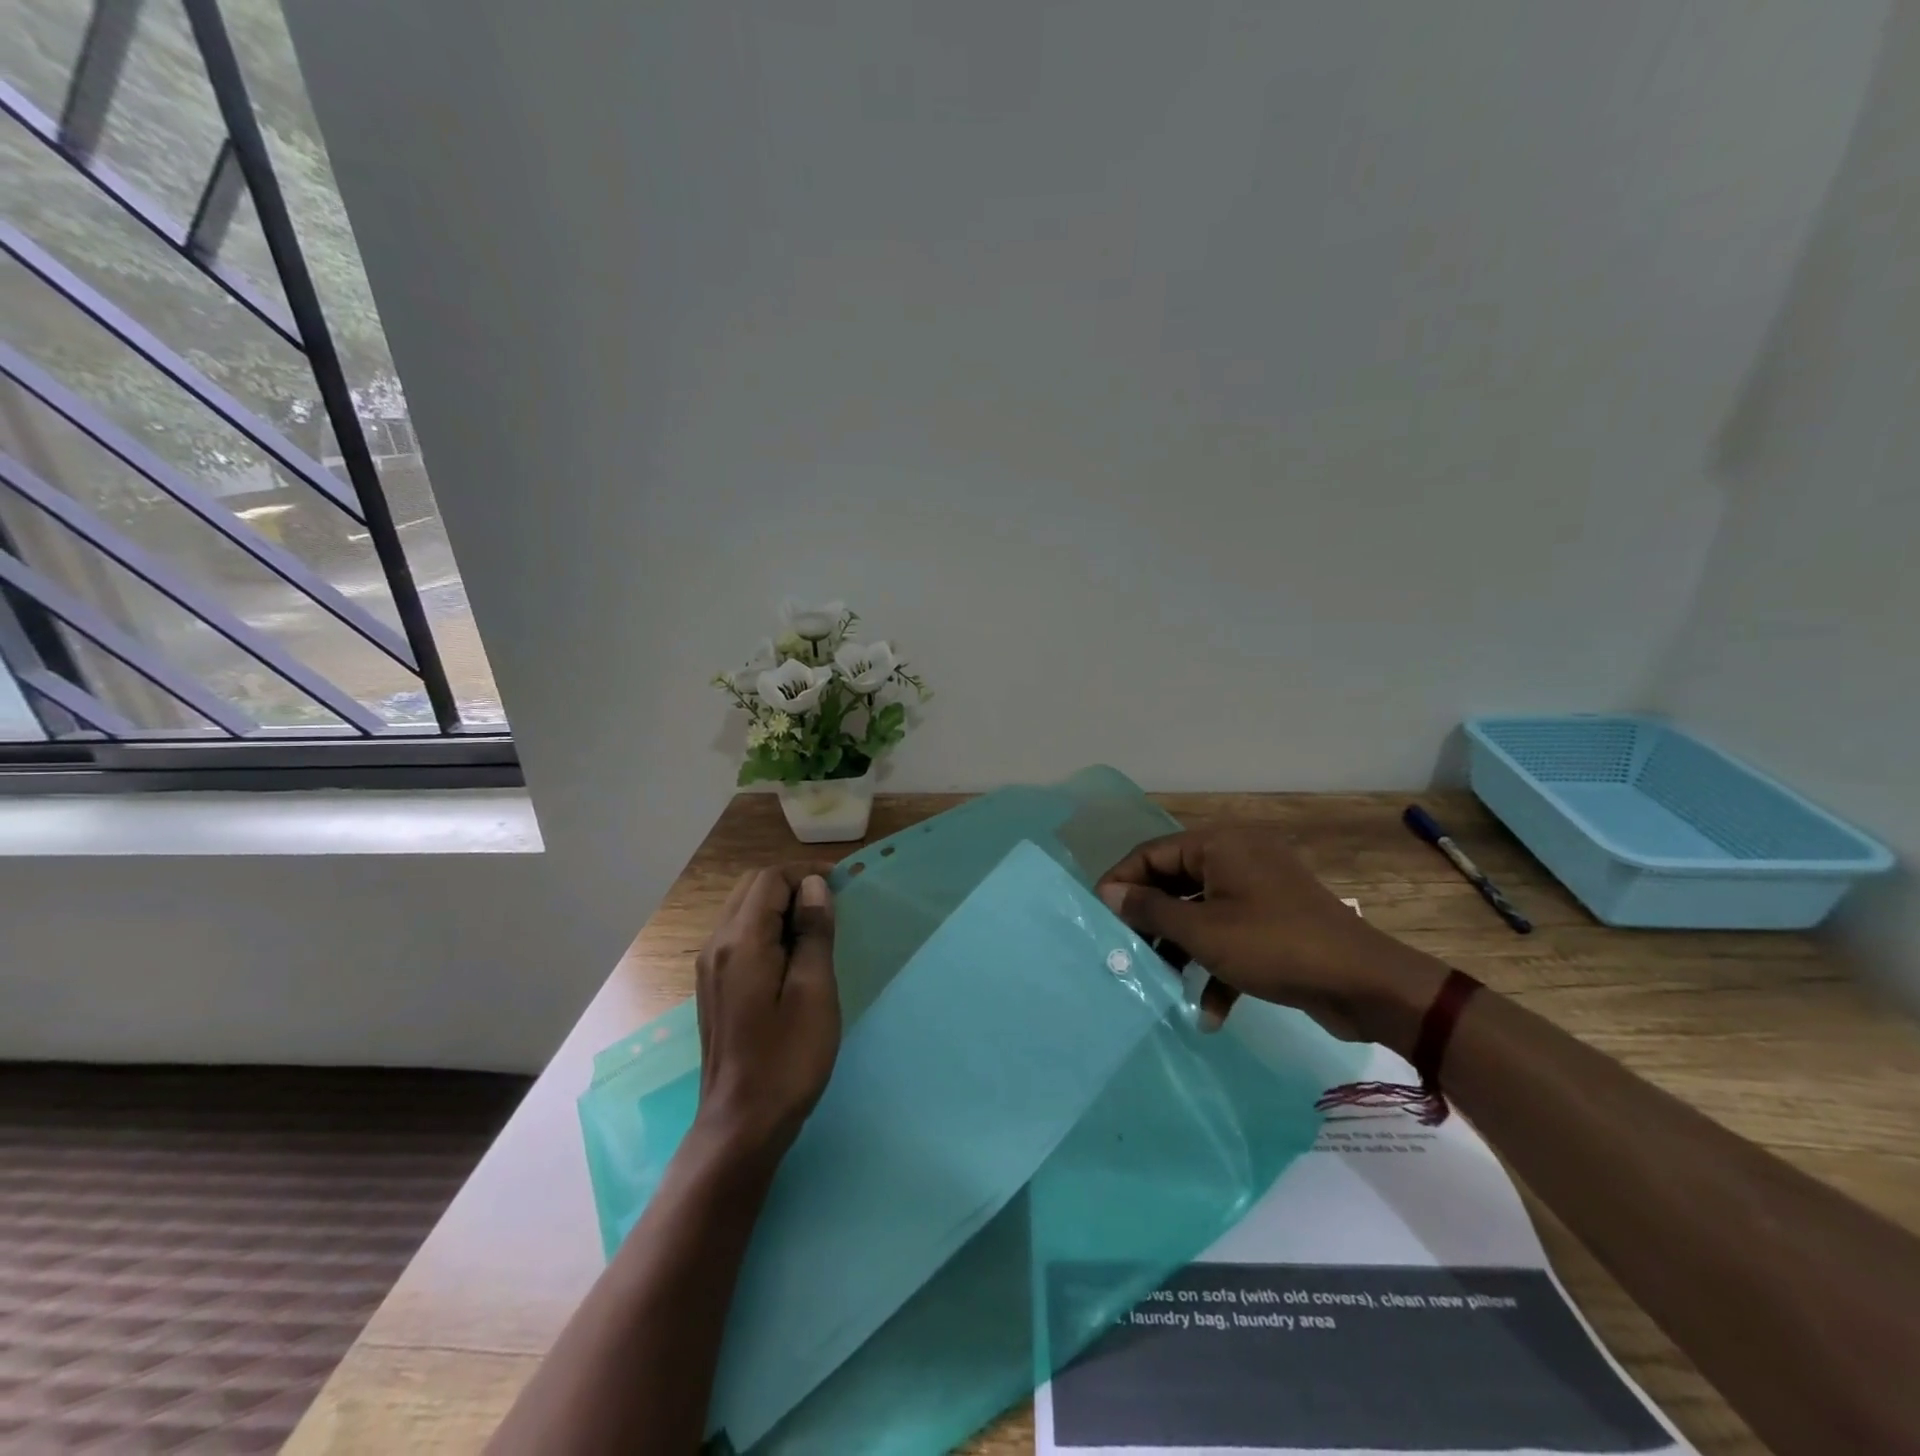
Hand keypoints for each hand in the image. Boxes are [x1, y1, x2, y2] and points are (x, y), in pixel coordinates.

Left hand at [692, 865, 841, 1165]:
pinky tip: (792, 955)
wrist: (741, 1125)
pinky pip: (738, 935)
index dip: (807, 874)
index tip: (843, 886)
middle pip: (752, 888)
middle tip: (831, 904)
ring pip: (743, 910)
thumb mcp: (815, 992)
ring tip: (817, 928)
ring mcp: (709, 967)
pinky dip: (766, 928)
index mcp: (740, 941)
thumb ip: (814, 933)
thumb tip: (814, 887)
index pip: (770, 879)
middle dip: (792, 885)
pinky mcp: (713, 985)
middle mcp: (716, 945)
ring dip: (779, 906)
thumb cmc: (787, 1059)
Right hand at [1098, 826, 1446, 1054]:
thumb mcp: (1203, 930)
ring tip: (1158, 981)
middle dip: (1150, 920)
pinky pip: (1230, 936)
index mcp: (1219, 845)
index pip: (1152, 854)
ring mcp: (1258, 891)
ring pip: (1200, 912)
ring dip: (1180, 948)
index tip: (1096, 916)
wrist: (1365, 985)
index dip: (1121, 883)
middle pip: (1175, 882)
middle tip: (1124, 951)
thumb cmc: (1274, 946)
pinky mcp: (1274, 923)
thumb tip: (1109, 892)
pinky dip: (1216, 967)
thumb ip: (1150, 909)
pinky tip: (1208, 1012)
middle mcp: (1236, 858)